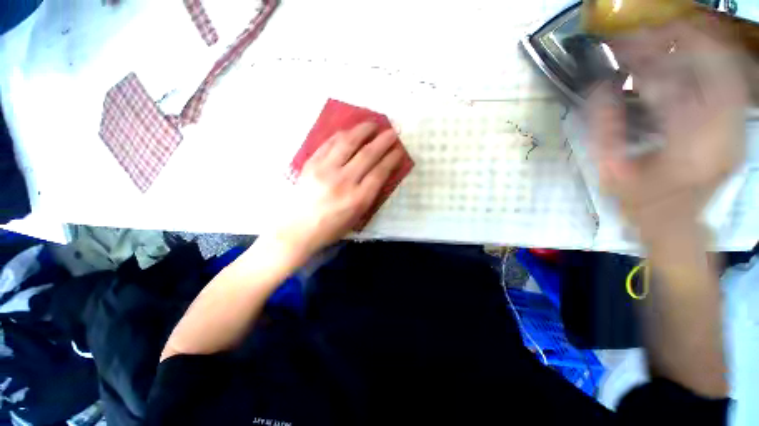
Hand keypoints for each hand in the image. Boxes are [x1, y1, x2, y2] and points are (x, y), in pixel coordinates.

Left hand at [270, 122, 403, 260]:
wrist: (298, 229)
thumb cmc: (332, 227)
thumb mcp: (357, 216)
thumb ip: (370, 193)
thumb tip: (381, 172)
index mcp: (357, 199)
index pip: (379, 172)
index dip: (391, 159)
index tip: (399, 150)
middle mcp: (343, 182)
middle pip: (367, 155)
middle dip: (383, 141)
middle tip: (392, 131)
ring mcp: (325, 170)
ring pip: (348, 143)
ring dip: (363, 130)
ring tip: (373, 124)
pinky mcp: (311, 164)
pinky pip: (329, 143)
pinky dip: (342, 135)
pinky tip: (350, 131)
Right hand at [589, 21, 748, 241]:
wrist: (677, 225)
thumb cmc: (640, 203)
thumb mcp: (611, 173)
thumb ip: (604, 129)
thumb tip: (597, 88)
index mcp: (684, 145)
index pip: (669, 83)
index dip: (645, 57)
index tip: (622, 41)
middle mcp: (720, 130)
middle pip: (711, 65)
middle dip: (679, 38)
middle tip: (648, 28)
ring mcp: (735, 127)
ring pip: (727, 67)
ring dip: (697, 43)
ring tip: (668, 31)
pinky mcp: (736, 125)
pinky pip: (732, 81)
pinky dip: (714, 59)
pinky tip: (692, 52)